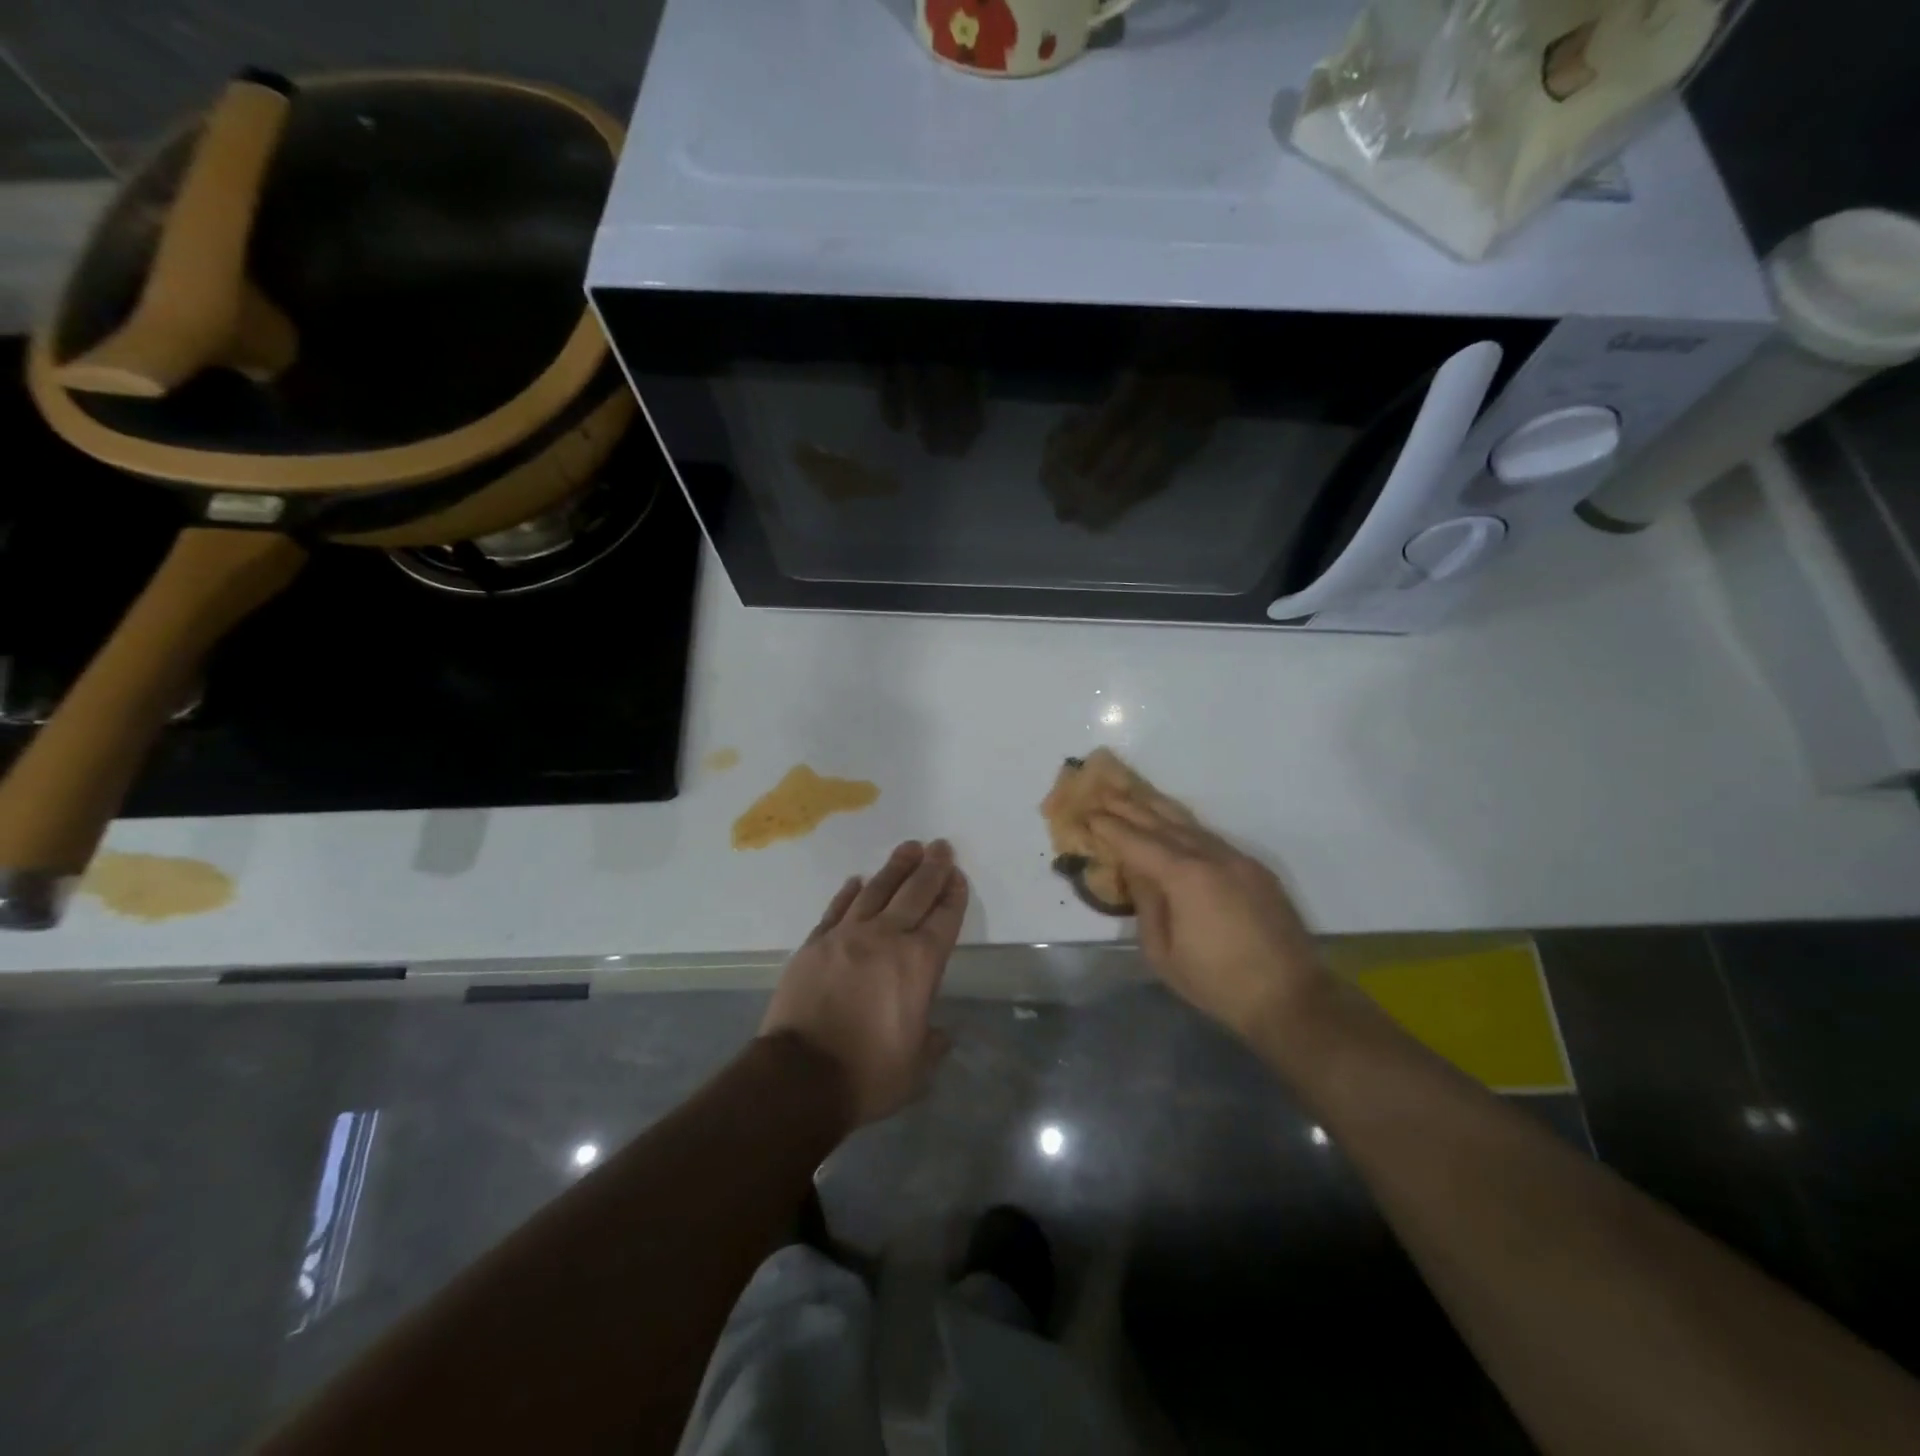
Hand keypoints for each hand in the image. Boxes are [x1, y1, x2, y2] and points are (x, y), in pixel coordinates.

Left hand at [761, 839, 967, 1127]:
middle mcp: (886, 939)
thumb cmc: (868, 1074)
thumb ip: (932, 1044)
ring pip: (876, 891)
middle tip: (940, 846)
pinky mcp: (815, 944)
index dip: (953, 895)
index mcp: (919, 964)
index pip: (943, 918)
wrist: (799, 1076)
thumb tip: (939, 1033)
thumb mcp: (916, 1069)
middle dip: (931, 868)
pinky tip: (856, 880)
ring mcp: (846, 936)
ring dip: (895, 868)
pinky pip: (836, 909)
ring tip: (908, 848)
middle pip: (914, 893)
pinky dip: (849, 893)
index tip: (957, 876)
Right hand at [1089, 798, 1325, 1040]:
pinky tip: (1174, 826)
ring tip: (1135, 796)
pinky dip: (1186, 827)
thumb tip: (1136, 872)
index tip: (1088, 814)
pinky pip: (1212, 838)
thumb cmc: (1217, 982)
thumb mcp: (1163, 953)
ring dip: (1159, 809)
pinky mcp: (1256, 869)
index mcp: (1185, 876)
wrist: (1290, 998)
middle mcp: (1212, 856)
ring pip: (1191, 824)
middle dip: (1131, 807)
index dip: (1110, 828)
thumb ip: (1146, 904)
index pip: (1137, 842)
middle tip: (1104, 793)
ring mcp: (1239, 859)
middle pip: (1164, 822)